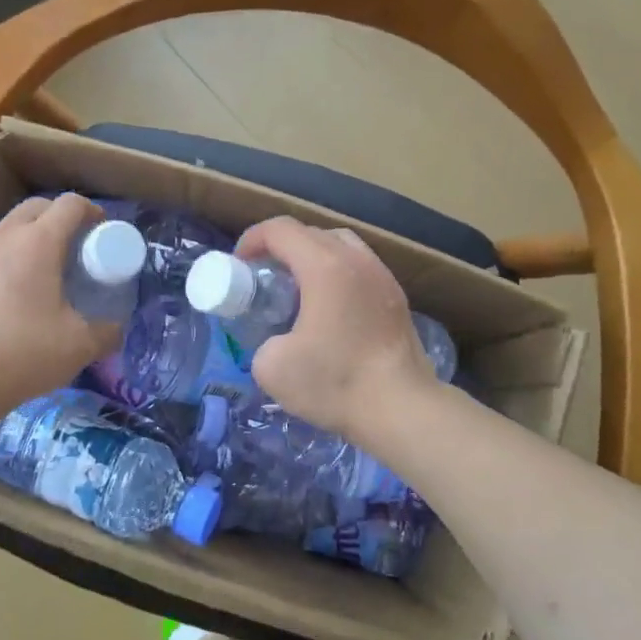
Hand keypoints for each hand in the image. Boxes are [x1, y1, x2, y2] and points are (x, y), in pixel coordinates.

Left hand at [0, 194, 121, 424]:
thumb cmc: (25, 352)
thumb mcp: (80, 345)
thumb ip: (107, 332)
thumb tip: (116, 328)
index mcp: (38, 242)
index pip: (70, 205)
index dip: (94, 213)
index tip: (105, 234)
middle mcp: (7, 236)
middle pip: (39, 206)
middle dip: (64, 218)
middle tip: (81, 248)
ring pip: (14, 224)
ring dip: (37, 233)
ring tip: (54, 266)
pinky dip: (17, 251)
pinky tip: (25, 286)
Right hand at [235, 216, 434, 443]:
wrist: (402, 409)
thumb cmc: (336, 383)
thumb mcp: (272, 367)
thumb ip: (262, 341)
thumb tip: (275, 342)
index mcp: (324, 266)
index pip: (280, 229)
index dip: (252, 240)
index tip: (238, 267)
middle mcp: (357, 260)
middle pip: (310, 232)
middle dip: (280, 248)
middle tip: (263, 279)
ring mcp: (382, 276)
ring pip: (340, 246)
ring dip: (311, 258)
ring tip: (296, 291)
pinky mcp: (397, 298)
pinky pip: (359, 268)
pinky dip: (336, 275)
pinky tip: (328, 311)